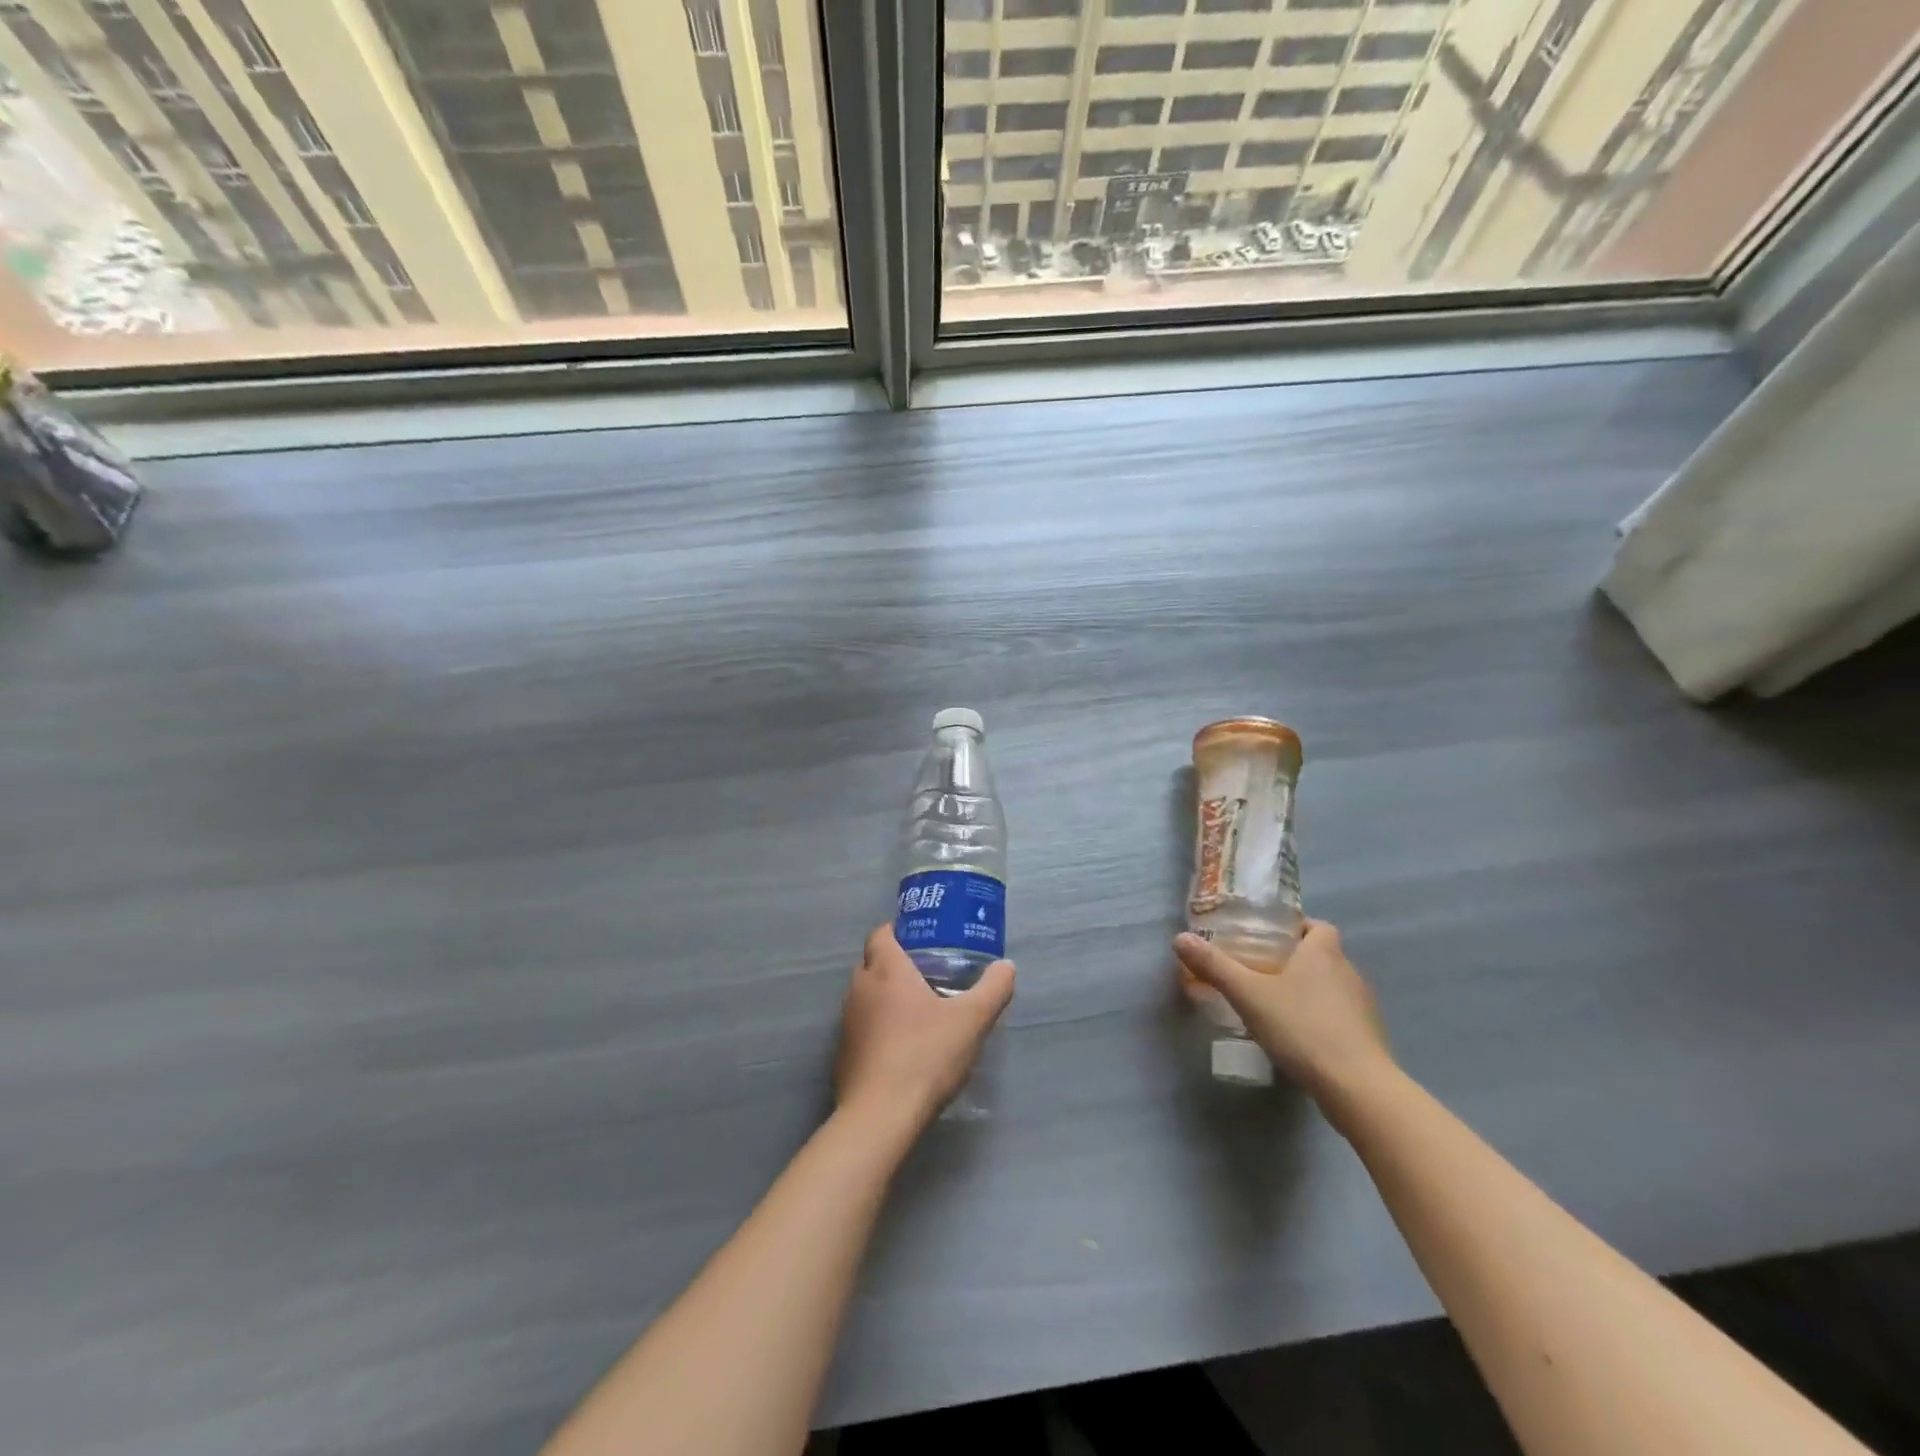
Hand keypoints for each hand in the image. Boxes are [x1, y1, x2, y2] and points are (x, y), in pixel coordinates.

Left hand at [835, 925, 1014, 1131]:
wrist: (881, 1116)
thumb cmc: (925, 1055)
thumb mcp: (972, 1020)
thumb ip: (993, 989)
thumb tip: (1007, 966)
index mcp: (886, 969)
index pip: (882, 933)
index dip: (900, 931)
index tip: (924, 940)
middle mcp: (859, 988)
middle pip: (873, 962)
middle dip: (896, 963)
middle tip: (929, 972)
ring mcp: (847, 1022)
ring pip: (866, 995)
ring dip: (886, 996)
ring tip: (919, 1009)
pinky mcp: (843, 1053)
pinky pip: (862, 1026)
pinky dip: (878, 1027)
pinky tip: (902, 1046)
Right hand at [1174, 920, 1393, 1113]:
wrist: (1358, 1087)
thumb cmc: (1302, 1027)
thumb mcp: (1248, 995)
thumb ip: (1214, 966)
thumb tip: (1179, 938)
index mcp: (1323, 952)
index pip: (1317, 926)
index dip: (1296, 928)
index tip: (1269, 940)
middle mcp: (1349, 971)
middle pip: (1323, 955)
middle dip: (1295, 960)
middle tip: (1260, 972)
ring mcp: (1364, 1006)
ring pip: (1332, 986)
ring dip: (1309, 991)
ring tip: (1276, 1006)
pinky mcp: (1369, 1038)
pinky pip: (1340, 1016)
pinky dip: (1322, 1019)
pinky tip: (1299, 1037)